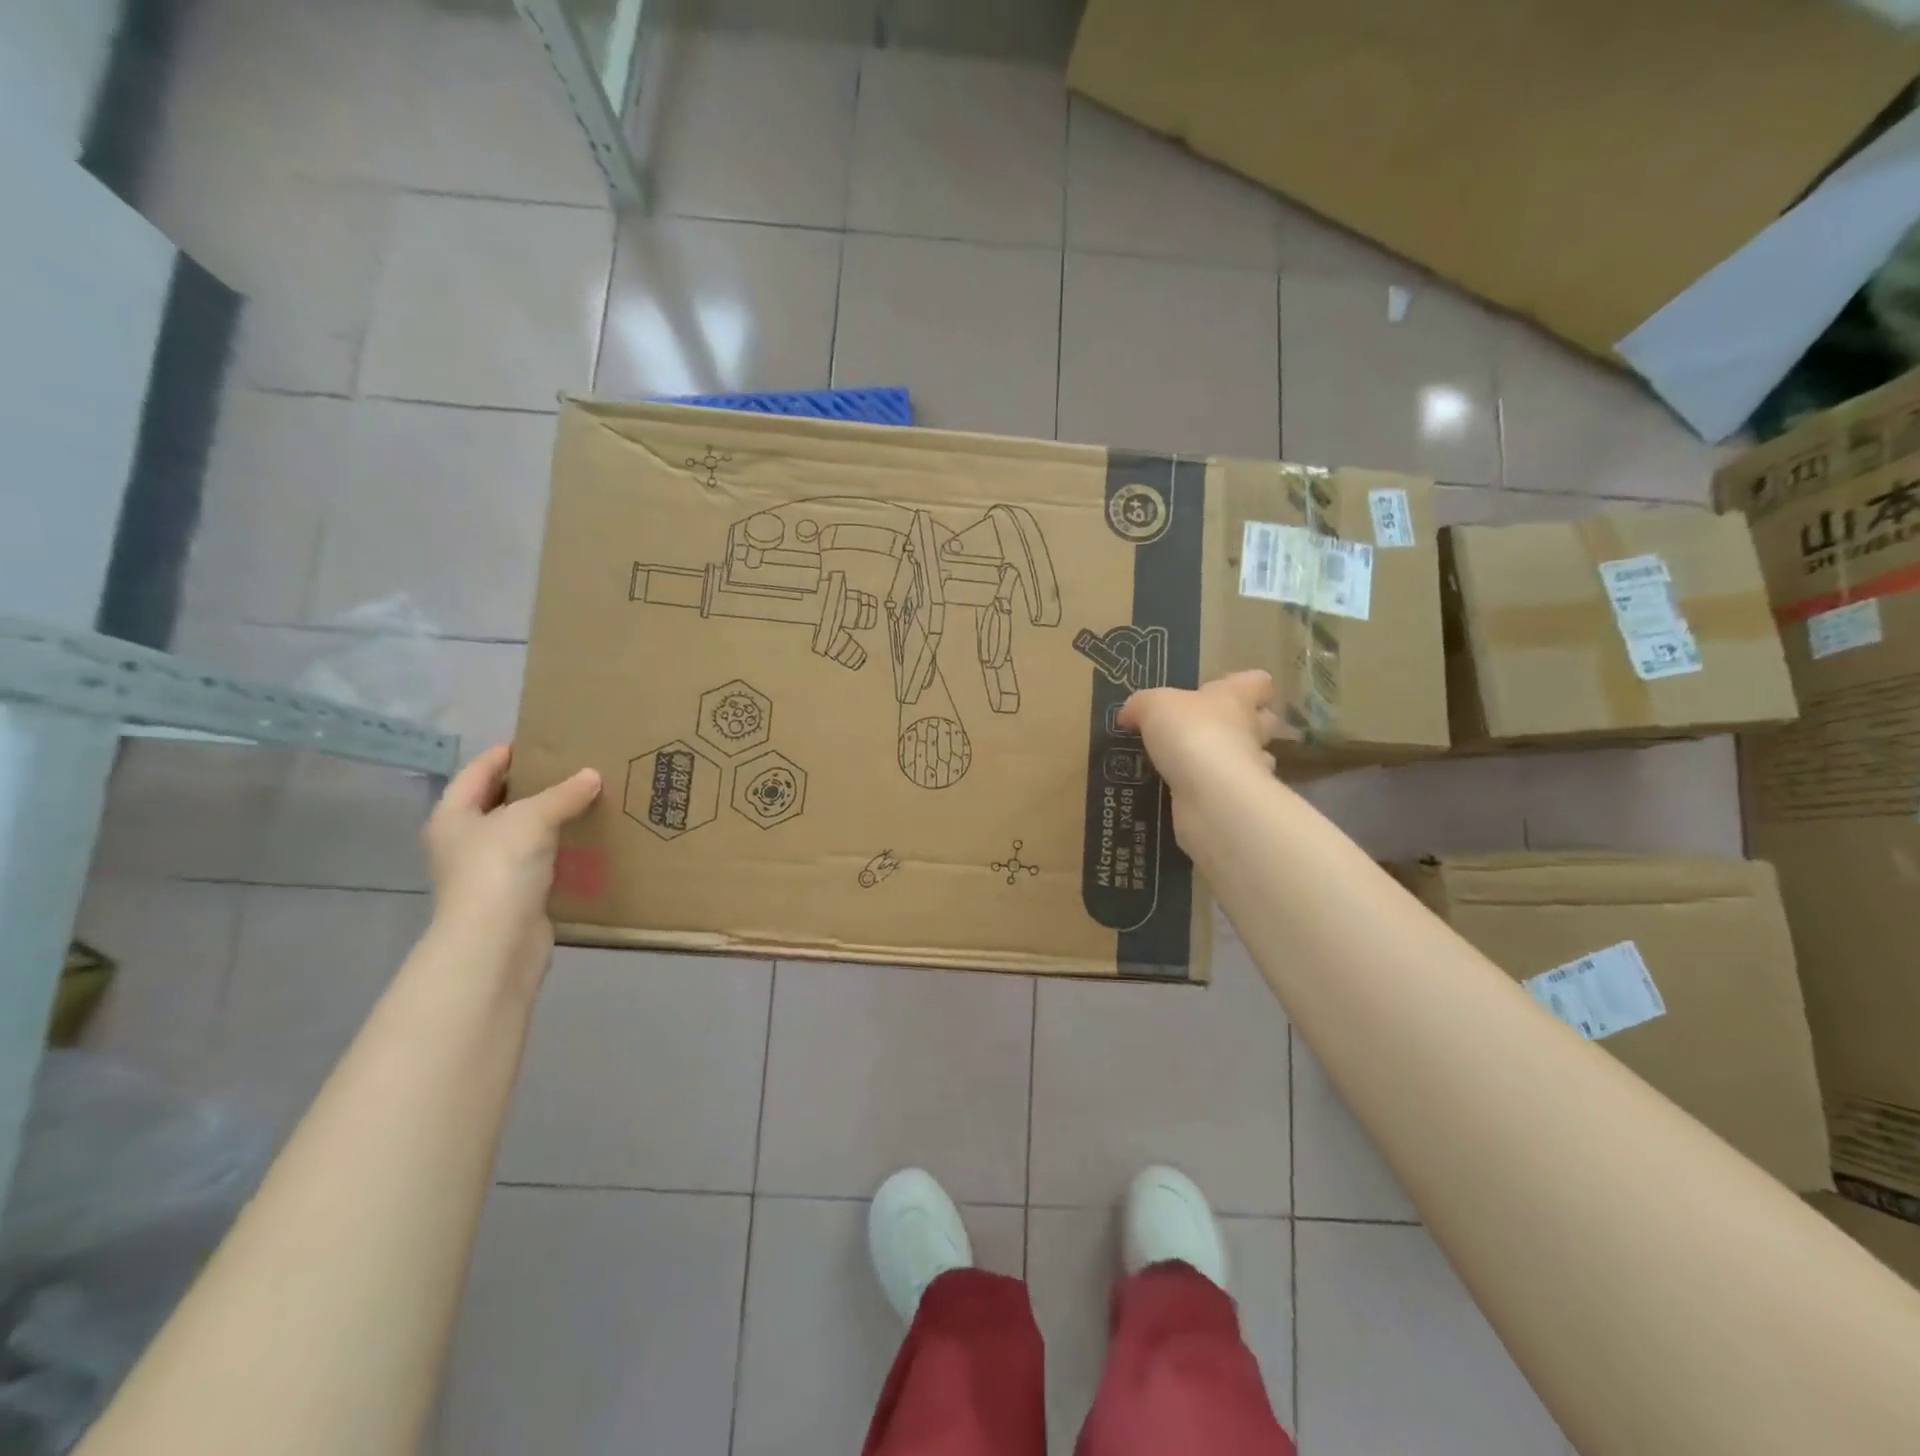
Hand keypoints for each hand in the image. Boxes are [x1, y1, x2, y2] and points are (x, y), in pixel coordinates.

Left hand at [422, 744, 600, 985]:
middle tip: (573, 768)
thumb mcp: (533, 818)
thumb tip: (592, 775)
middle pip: (499, 802)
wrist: (496, 943)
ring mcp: (487, 871)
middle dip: (533, 786)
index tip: (541, 740)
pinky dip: (560, 849)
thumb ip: (564, 794)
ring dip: (550, 819)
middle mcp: (464, 842)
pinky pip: (539, 861)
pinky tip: (588, 840)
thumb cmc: (499, 868)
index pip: (478, 771)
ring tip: (587, 800)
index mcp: (453, 816)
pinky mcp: (513, 895)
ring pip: (522, 833)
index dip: (506, 753)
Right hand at [1118, 672, 1281, 836]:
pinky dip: (1210, 793)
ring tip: (1195, 767)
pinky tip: (1183, 795)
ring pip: (1251, 759)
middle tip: (1210, 731)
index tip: (1223, 692)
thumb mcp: (1153, 705)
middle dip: (1244, 726)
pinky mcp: (1237, 802)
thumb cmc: (1190, 732)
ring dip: (1230, 762)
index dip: (1245, 685)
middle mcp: (1249, 731)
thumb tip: (1129, 715)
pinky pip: (1226, 793)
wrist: (1210, 792)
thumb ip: (1141, 706)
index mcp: (1235, 698)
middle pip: (1265, 721)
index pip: (1257, 682)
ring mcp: (1249, 769)